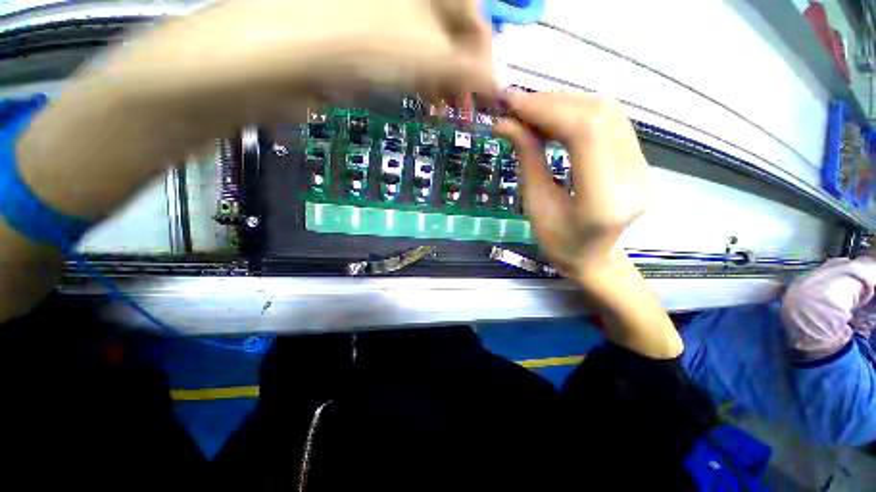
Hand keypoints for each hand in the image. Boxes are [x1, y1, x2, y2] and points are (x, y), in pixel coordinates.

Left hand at [97, 0, 495, 136]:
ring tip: (448, 111)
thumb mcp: (419, 51)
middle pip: (451, 31)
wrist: (268, 60)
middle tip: (466, 109)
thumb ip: (464, 67)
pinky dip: (420, 83)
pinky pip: (405, 61)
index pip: (474, 11)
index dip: (485, 54)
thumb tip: (497, 82)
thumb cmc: (347, 42)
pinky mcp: (361, 42)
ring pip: (429, 49)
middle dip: (463, 73)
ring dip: (442, 83)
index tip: (490, 91)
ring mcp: (380, 16)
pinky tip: (423, 100)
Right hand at [494, 91, 649, 282]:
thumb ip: (527, 160)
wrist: (593, 258)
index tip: (514, 103)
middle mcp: (633, 179)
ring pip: (609, 112)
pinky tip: (556, 117)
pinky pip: (612, 122)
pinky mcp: (640, 161)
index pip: (585, 134)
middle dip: (553, 102)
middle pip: (599, 116)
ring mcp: (643, 168)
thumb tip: (505, 123)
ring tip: (533, 110)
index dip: (548, 109)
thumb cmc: (558, 242)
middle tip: (518, 105)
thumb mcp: (535, 205)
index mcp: (603, 201)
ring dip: (566, 103)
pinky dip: (580, 111)